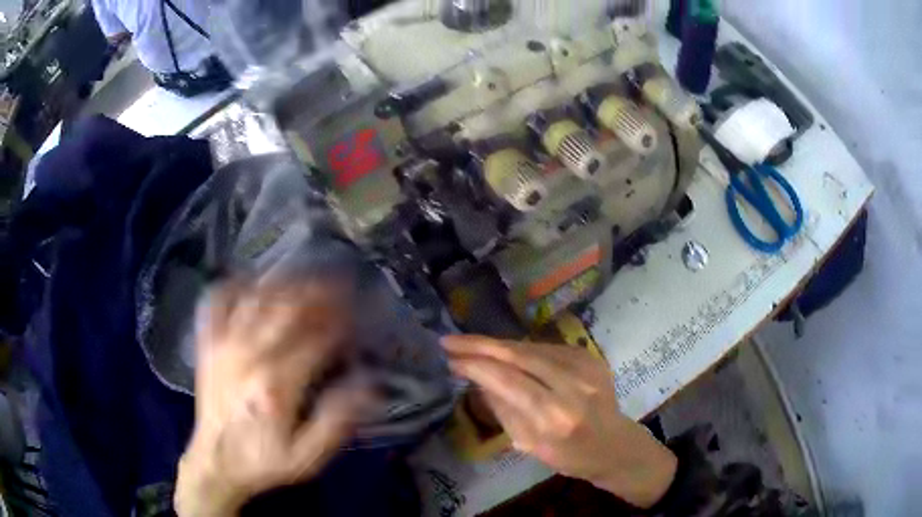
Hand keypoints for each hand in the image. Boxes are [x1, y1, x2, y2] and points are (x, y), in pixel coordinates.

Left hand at [175, 280, 365, 516]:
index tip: (357, 317)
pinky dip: (235, 284)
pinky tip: (252, 280)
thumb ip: (337, 422)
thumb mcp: (308, 456)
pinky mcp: (208, 343)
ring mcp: (224, 344)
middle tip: (340, 284)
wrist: (216, 463)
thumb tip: (368, 384)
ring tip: (307, 278)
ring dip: (286, 284)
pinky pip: (219, 301)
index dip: (341, 323)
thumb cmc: (264, 460)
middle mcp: (248, 356)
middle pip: (287, 309)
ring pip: (257, 298)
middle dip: (319, 293)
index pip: (315, 339)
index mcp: (276, 385)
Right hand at [443, 336, 677, 508]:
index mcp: (553, 418)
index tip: (449, 357)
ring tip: (472, 346)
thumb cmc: (568, 455)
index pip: (507, 381)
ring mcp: (585, 367)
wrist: (613, 445)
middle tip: (451, 341)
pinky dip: (521, 350)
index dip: (475, 365)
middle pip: (518, 356)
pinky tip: (505, 352)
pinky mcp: (590, 357)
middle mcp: (571, 387)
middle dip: (480, 345)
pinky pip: (546, 348)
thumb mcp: (527, 443)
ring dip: (498, 346)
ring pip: (531, 348)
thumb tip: (477, 377)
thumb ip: (503, 407)